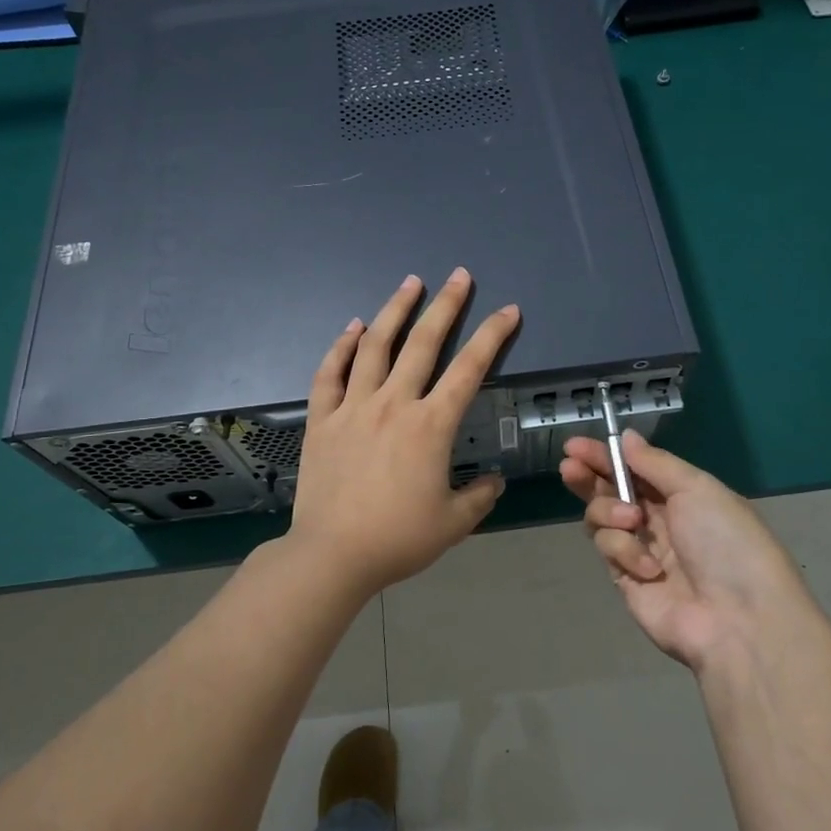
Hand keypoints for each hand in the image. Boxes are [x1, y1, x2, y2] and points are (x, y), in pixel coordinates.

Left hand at [287, 269, 519, 598]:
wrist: (332, 555)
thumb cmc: (398, 539)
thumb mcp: (453, 523)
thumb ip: (480, 496)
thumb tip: (494, 480)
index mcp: (431, 426)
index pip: (469, 369)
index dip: (492, 336)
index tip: (507, 310)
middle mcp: (393, 404)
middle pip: (424, 342)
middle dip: (446, 304)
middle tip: (459, 275)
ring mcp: (353, 407)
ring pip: (375, 346)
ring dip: (395, 310)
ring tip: (410, 283)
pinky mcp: (322, 419)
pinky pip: (330, 373)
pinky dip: (342, 346)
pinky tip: (353, 327)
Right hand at [560, 430, 802, 671]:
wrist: (738, 619)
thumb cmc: (726, 542)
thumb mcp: (697, 489)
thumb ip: (654, 463)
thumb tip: (626, 437)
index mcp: (682, 495)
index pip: (634, 468)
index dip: (605, 455)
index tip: (574, 446)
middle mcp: (659, 520)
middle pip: (611, 491)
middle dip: (589, 478)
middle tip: (570, 468)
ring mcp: (641, 550)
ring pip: (602, 518)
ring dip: (610, 511)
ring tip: (631, 520)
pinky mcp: (626, 579)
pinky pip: (608, 550)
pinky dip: (625, 551)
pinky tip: (649, 568)